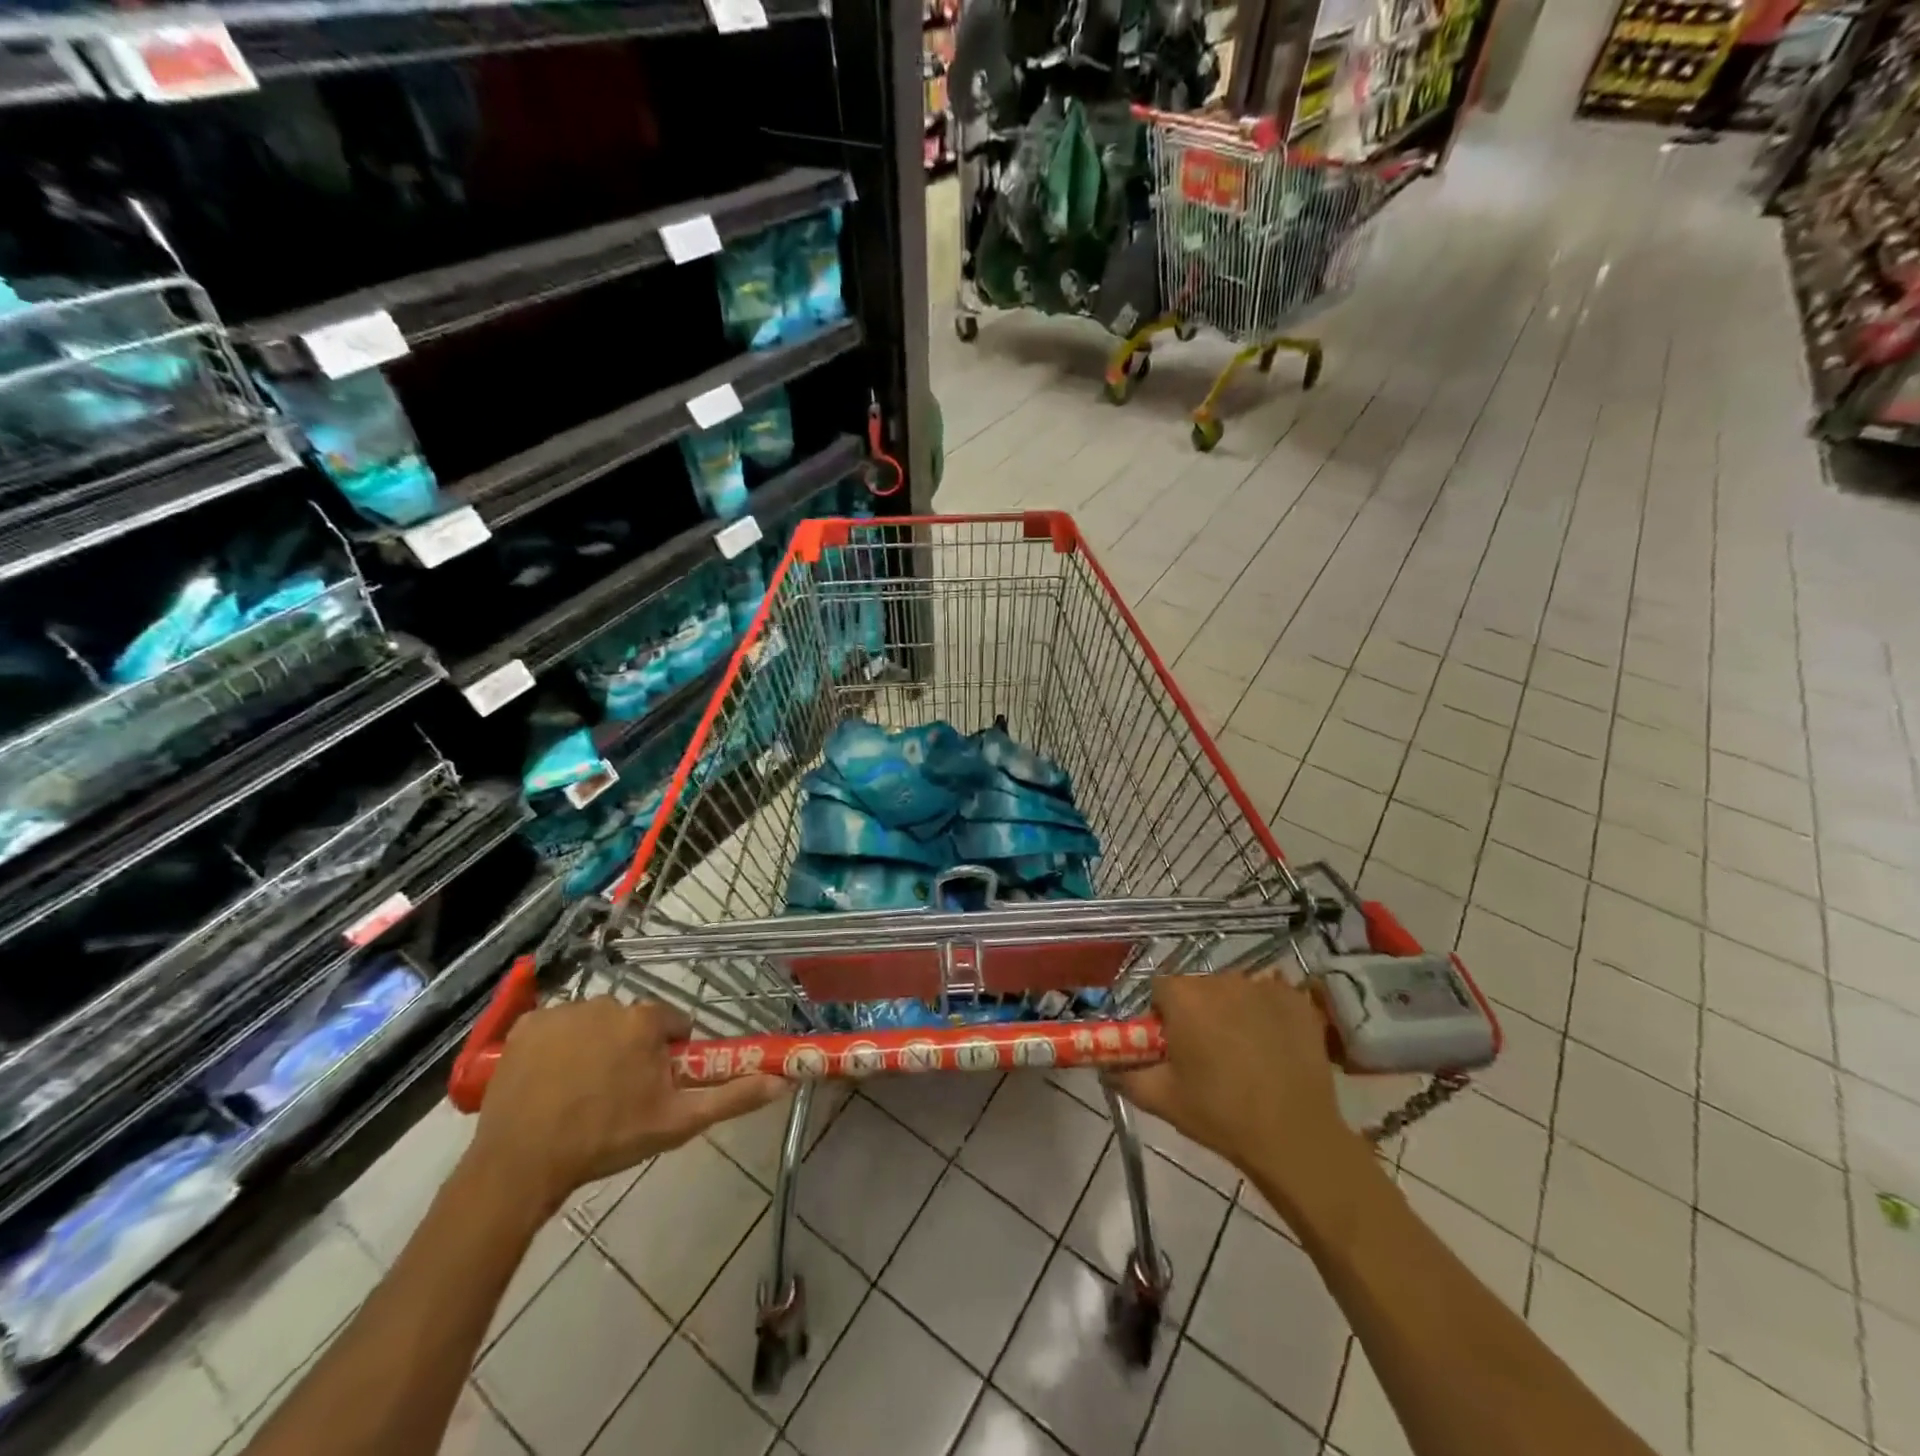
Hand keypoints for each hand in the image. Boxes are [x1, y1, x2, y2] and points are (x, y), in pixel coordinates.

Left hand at [469, 999, 784, 1214]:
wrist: (522, 1165)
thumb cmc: (606, 1139)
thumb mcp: (677, 1122)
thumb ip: (732, 1097)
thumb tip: (782, 1081)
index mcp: (644, 1021)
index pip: (670, 1025)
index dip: (667, 1054)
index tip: (653, 1086)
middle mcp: (606, 1003)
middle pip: (630, 1023)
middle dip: (629, 1050)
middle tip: (616, 1096)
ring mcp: (562, 1012)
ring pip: (592, 1024)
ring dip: (593, 1048)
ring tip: (578, 1094)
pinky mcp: (526, 1026)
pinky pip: (553, 1029)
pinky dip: (555, 1048)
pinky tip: (548, 1083)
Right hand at [1108, 973, 1360, 1195]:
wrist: (1295, 1138)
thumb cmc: (1220, 1116)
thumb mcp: (1162, 1099)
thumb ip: (1125, 1076)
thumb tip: (1105, 1066)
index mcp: (1184, 998)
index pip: (1160, 989)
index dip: (1162, 1015)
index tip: (1172, 1045)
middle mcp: (1220, 981)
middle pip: (1198, 988)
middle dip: (1197, 1012)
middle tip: (1206, 1054)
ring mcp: (1263, 988)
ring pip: (1233, 991)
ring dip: (1231, 1011)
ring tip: (1244, 1053)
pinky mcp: (1296, 1001)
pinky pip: (1270, 997)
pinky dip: (1266, 1014)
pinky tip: (1273, 1045)